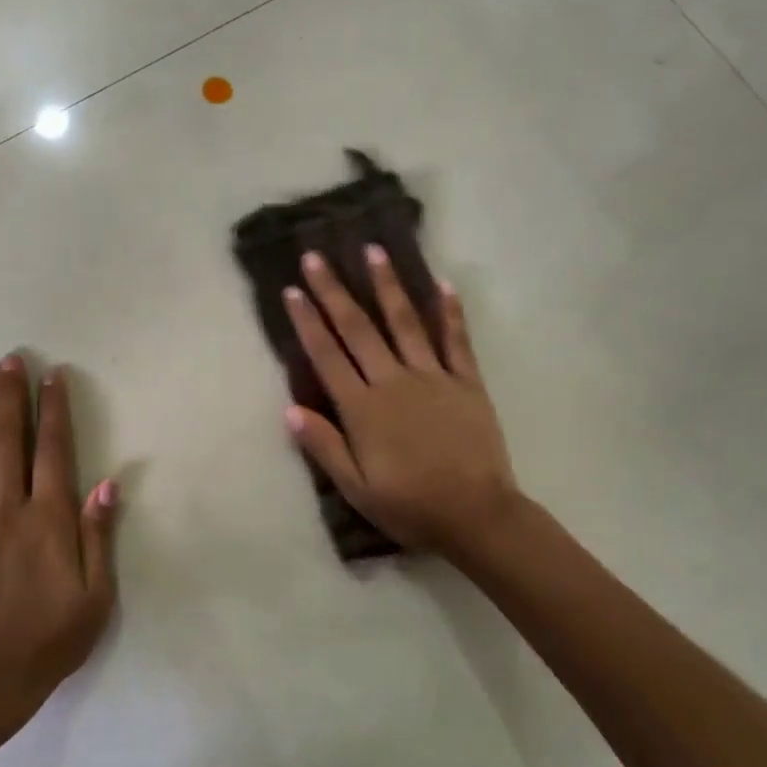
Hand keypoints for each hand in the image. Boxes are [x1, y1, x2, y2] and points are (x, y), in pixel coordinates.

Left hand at [0, 355, 118, 712]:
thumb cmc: (53, 638)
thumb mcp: (97, 594)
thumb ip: (99, 535)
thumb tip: (106, 483)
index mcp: (49, 520)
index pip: (53, 451)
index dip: (54, 410)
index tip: (53, 376)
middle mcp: (8, 510)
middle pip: (9, 442)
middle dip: (11, 397)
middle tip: (10, 361)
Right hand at [283, 248, 518, 556]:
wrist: (476, 515)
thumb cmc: (409, 506)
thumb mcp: (356, 487)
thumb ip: (324, 445)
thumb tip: (290, 410)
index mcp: (362, 408)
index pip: (327, 356)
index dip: (307, 322)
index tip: (293, 291)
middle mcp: (393, 382)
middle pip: (358, 329)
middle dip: (335, 291)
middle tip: (317, 257)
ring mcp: (433, 378)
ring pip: (405, 323)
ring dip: (388, 286)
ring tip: (374, 251)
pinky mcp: (467, 383)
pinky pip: (456, 341)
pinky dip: (450, 312)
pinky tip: (442, 285)